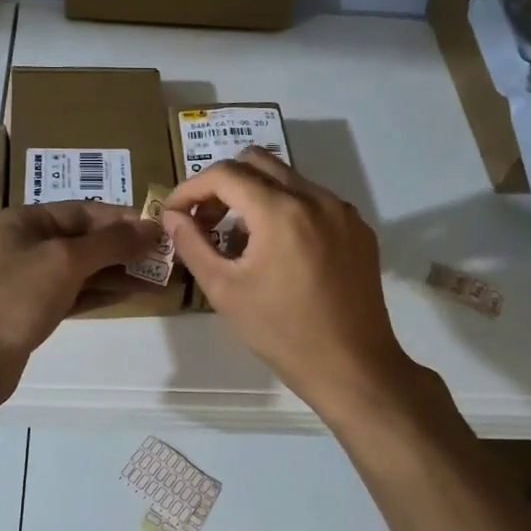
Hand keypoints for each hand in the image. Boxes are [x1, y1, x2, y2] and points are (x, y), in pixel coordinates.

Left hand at [0, 200, 161, 400]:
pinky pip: (73, 294)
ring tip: (157, 277)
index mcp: (22, 221)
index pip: (81, 210)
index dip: (120, 218)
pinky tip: (130, 294)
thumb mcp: (65, 260)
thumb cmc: (13, 296)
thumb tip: (151, 228)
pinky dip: (100, 293)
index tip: (157, 229)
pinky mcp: (32, 313)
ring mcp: (27, 281)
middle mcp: (23, 245)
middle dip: (122, 247)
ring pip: (80, 269)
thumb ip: (111, 243)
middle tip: (163, 256)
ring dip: (117, 271)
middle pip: (82, 239)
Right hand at [163, 148, 421, 419]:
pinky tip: (278, 251)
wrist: (353, 367)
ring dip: (255, 196)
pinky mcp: (359, 229)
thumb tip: (172, 215)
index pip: (225, 174)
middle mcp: (316, 198)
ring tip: (240, 241)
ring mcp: (342, 211)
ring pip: (287, 179)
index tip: (174, 213)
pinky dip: (286, 210)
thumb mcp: (224, 290)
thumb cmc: (281, 332)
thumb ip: (192, 244)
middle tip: (206, 221)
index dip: (191, 188)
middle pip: (257, 162)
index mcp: (281, 211)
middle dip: (223, 185)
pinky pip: (313, 201)